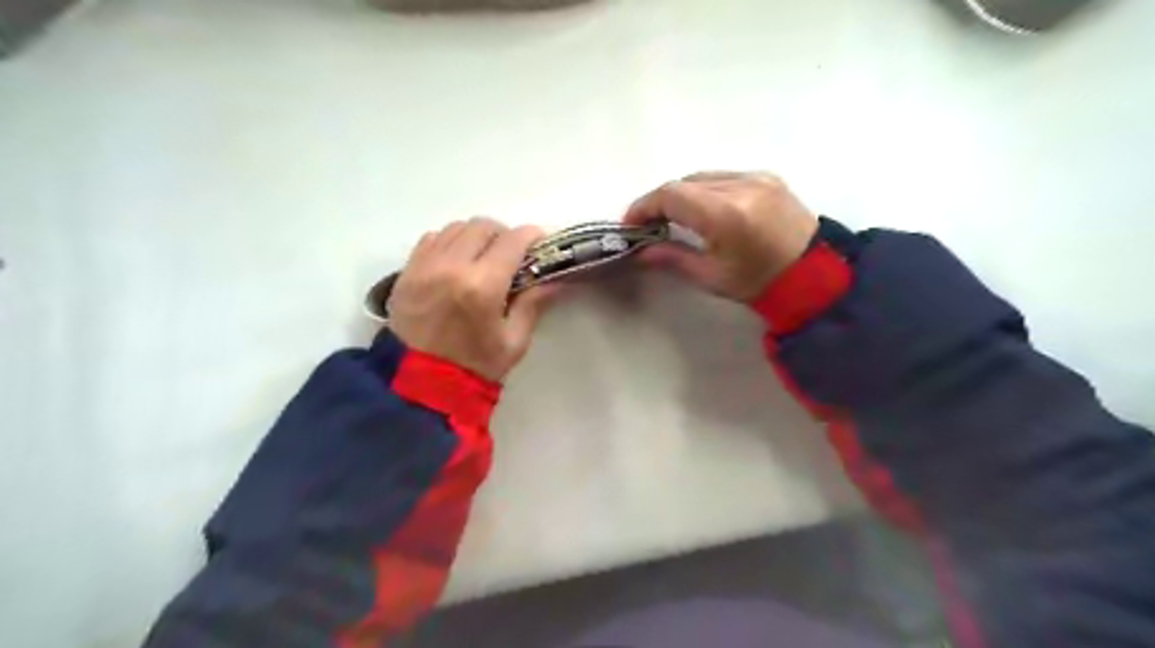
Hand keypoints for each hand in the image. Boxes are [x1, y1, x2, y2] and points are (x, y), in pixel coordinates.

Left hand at [384, 217, 557, 382]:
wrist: (420, 385)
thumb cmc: (475, 367)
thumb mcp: (514, 341)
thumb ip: (534, 303)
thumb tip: (555, 278)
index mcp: (482, 285)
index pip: (513, 240)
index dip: (532, 237)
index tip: (540, 244)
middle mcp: (451, 266)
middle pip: (484, 226)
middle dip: (504, 235)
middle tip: (512, 256)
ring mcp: (424, 265)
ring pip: (457, 227)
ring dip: (476, 237)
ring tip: (484, 259)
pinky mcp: (407, 271)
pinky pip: (433, 238)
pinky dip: (450, 243)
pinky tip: (457, 263)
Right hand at [624, 172, 820, 302]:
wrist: (815, 275)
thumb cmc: (759, 283)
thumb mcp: (711, 276)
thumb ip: (672, 258)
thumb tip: (641, 251)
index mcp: (726, 214)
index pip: (671, 195)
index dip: (644, 206)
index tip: (630, 224)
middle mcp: (741, 185)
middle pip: (684, 182)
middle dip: (660, 201)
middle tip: (648, 225)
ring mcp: (757, 177)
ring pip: (702, 176)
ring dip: (682, 194)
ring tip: (674, 218)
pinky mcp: (767, 176)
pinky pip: (723, 176)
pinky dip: (705, 190)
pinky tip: (704, 210)